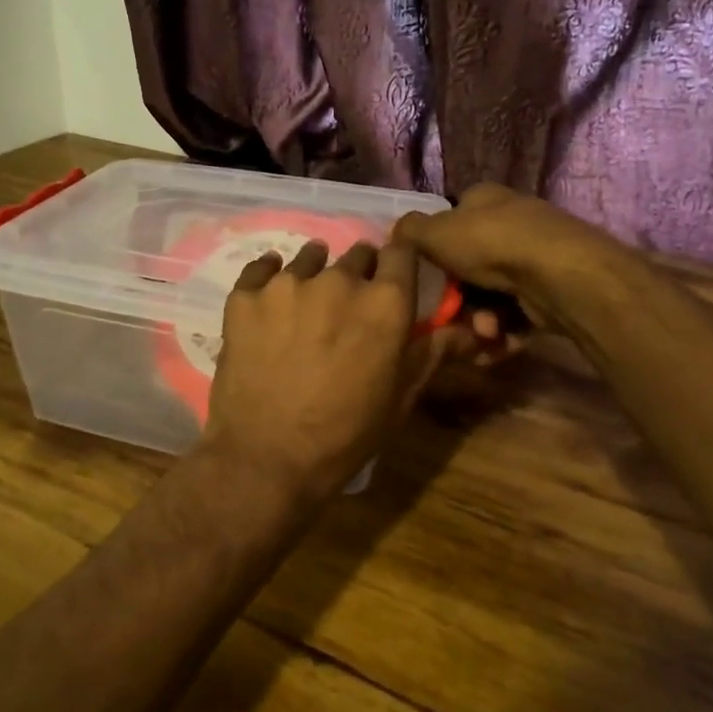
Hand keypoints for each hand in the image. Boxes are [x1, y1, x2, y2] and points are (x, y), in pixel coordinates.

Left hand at [201, 240, 465, 502]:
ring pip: (309, 258)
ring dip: (315, 272)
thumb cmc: (345, 435)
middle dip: (359, 273)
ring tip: (307, 301)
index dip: (399, 261)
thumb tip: (467, 328)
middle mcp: (339, 280)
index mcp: (385, 303)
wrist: (267, 458)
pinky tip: (268, 295)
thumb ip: (431, 352)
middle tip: (348, 305)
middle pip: (357, 254)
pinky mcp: (245, 296)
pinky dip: (267, 276)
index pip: (402, 252)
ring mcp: (288, 285)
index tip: (393, 275)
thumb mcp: (400, 398)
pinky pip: (260, 268)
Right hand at [392, 184, 621, 335]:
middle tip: (450, 316)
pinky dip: (503, 331)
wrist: (558, 276)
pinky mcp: (550, 290)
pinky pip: (515, 314)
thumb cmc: (489, 244)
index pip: (452, 218)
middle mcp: (511, 223)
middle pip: (469, 265)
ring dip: (479, 320)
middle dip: (457, 297)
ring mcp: (534, 257)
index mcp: (485, 200)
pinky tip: (498, 342)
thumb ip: (409, 232)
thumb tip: (398, 232)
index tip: (426, 276)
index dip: (435, 247)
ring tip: (483, 333)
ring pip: (490, 295)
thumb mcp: (435, 232)